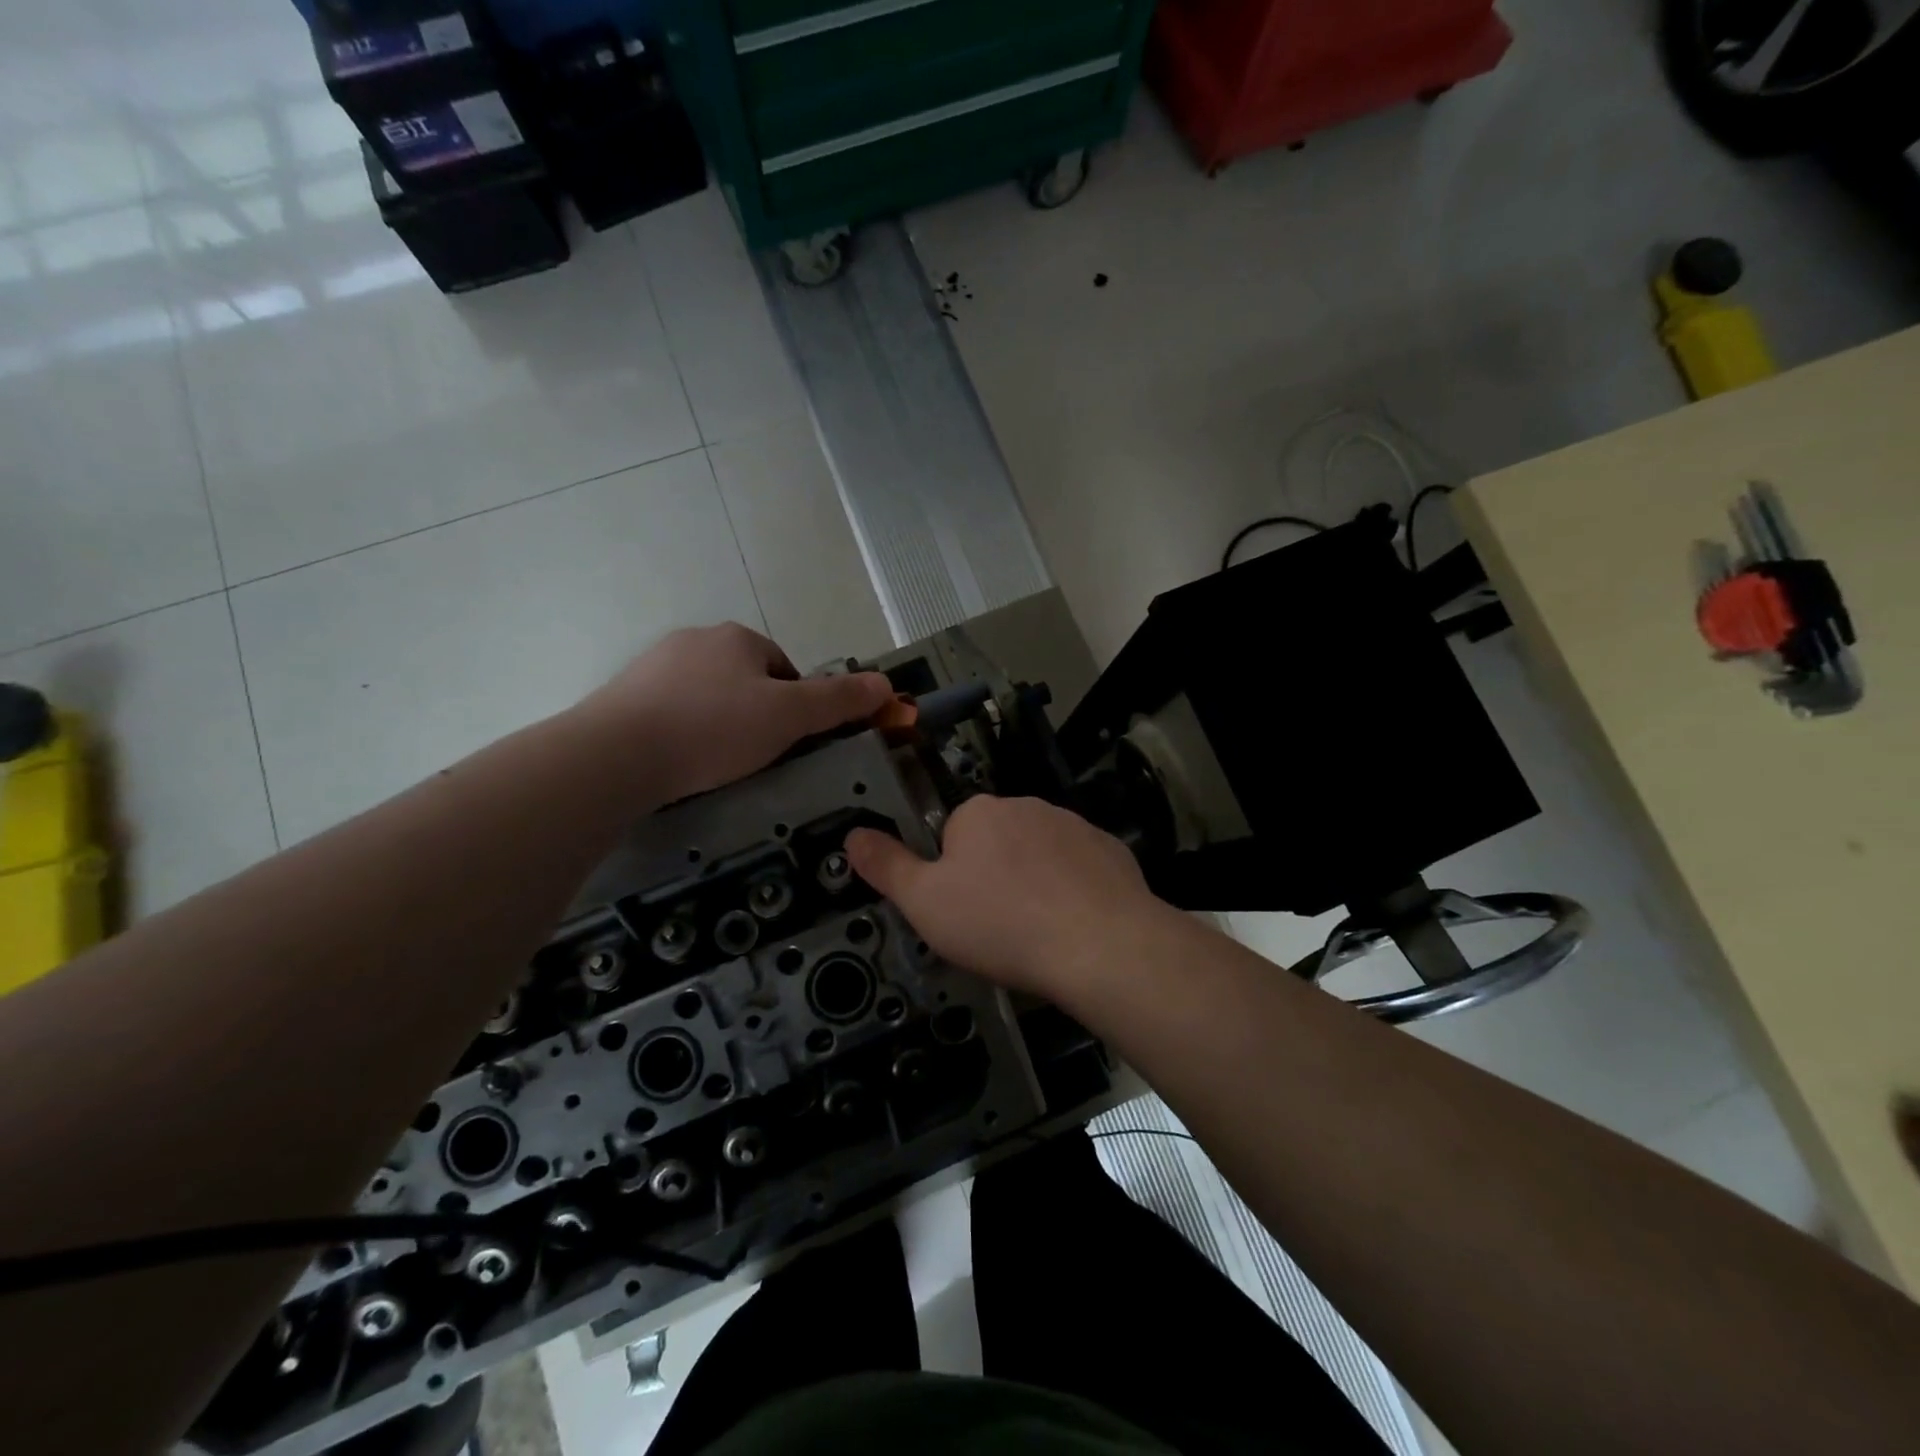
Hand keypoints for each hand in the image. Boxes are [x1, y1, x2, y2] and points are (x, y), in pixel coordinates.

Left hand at [577, 624, 893, 804]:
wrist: (616, 754)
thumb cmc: (714, 729)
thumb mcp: (790, 717)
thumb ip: (839, 700)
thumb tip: (886, 684)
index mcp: (739, 638)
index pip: (785, 667)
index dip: (797, 705)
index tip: (790, 742)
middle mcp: (696, 639)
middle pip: (746, 679)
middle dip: (757, 713)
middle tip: (756, 756)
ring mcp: (655, 665)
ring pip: (707, 694)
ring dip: (719, 722)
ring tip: (716, 764)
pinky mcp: (623, 694)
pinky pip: (671, 711)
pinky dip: (683, 731)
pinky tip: (680, 760)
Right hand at [845, 795, 1162, 997]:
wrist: (1099, 945)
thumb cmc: (1000, 923)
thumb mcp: (925, 903)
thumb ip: (886, 866)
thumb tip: (852, 836)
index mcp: (978, 812)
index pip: (952, 835)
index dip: (952, 875)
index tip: (963, 912)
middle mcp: (1026, 806)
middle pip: (997, 841)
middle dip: (994, 875)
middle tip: (997, 926)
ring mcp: (1074, 825)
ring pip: (1040, 854)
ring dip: (1034, 881)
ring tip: (1038, 931)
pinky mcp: (1111, 850)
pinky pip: (1080, 868)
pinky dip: (1074, 889)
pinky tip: (1075, 925)